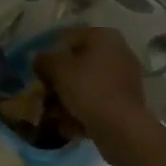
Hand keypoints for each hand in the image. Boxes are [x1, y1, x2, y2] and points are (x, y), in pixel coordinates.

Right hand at [36, 26, 158, 159]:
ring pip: (86, 85)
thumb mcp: (57, 69)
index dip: (50, 55)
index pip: (67, 38)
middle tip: (45, 94)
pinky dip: (83, 111)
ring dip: (68, 98)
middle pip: (78, 63)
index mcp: (104, 36)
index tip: (39, 73)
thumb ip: (43, 60)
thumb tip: (40, 61)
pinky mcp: (126, 103)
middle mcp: (118, 53)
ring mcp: (125, 79)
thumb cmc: (89, 89)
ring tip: (53, 114)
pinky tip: (68, 124)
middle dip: (59, 80)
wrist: (123, 130)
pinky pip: (98, 101)